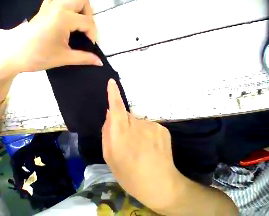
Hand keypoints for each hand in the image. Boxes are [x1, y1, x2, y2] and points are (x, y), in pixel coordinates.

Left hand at [8, 0, 102, 72]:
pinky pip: (57, 0)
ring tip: (77, 26)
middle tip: (86, 32)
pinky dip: (65, 6)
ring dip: (78, 9)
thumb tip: (100, 62)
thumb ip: (85, 58)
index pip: (88, 22)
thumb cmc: (40, 57)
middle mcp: (58, 6)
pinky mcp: (42, 9)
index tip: (91, 46)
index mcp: (64, 17)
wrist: (15, 56)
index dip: (93, 34)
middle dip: (89, 16)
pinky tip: (63, 20)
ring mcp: (48, 5)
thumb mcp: (65, 58)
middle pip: (82, 0)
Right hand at [102, 79, 183, 210]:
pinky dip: (144, 132)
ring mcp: (151, 126)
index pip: (116, 108)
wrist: (162, 187)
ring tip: (138, 146)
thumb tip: (109, 114)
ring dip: (133, 129)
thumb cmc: (129, 174)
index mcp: (121, 134)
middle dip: (121, 123)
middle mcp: (136, 126)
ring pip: (135, 120)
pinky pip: (146, 125)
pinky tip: (148, 146)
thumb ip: (106, 132)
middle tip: (124, 140)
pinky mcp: (162, 128)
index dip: (113, 94)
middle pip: (124, 115)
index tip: (111, 82)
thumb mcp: (109, 156)